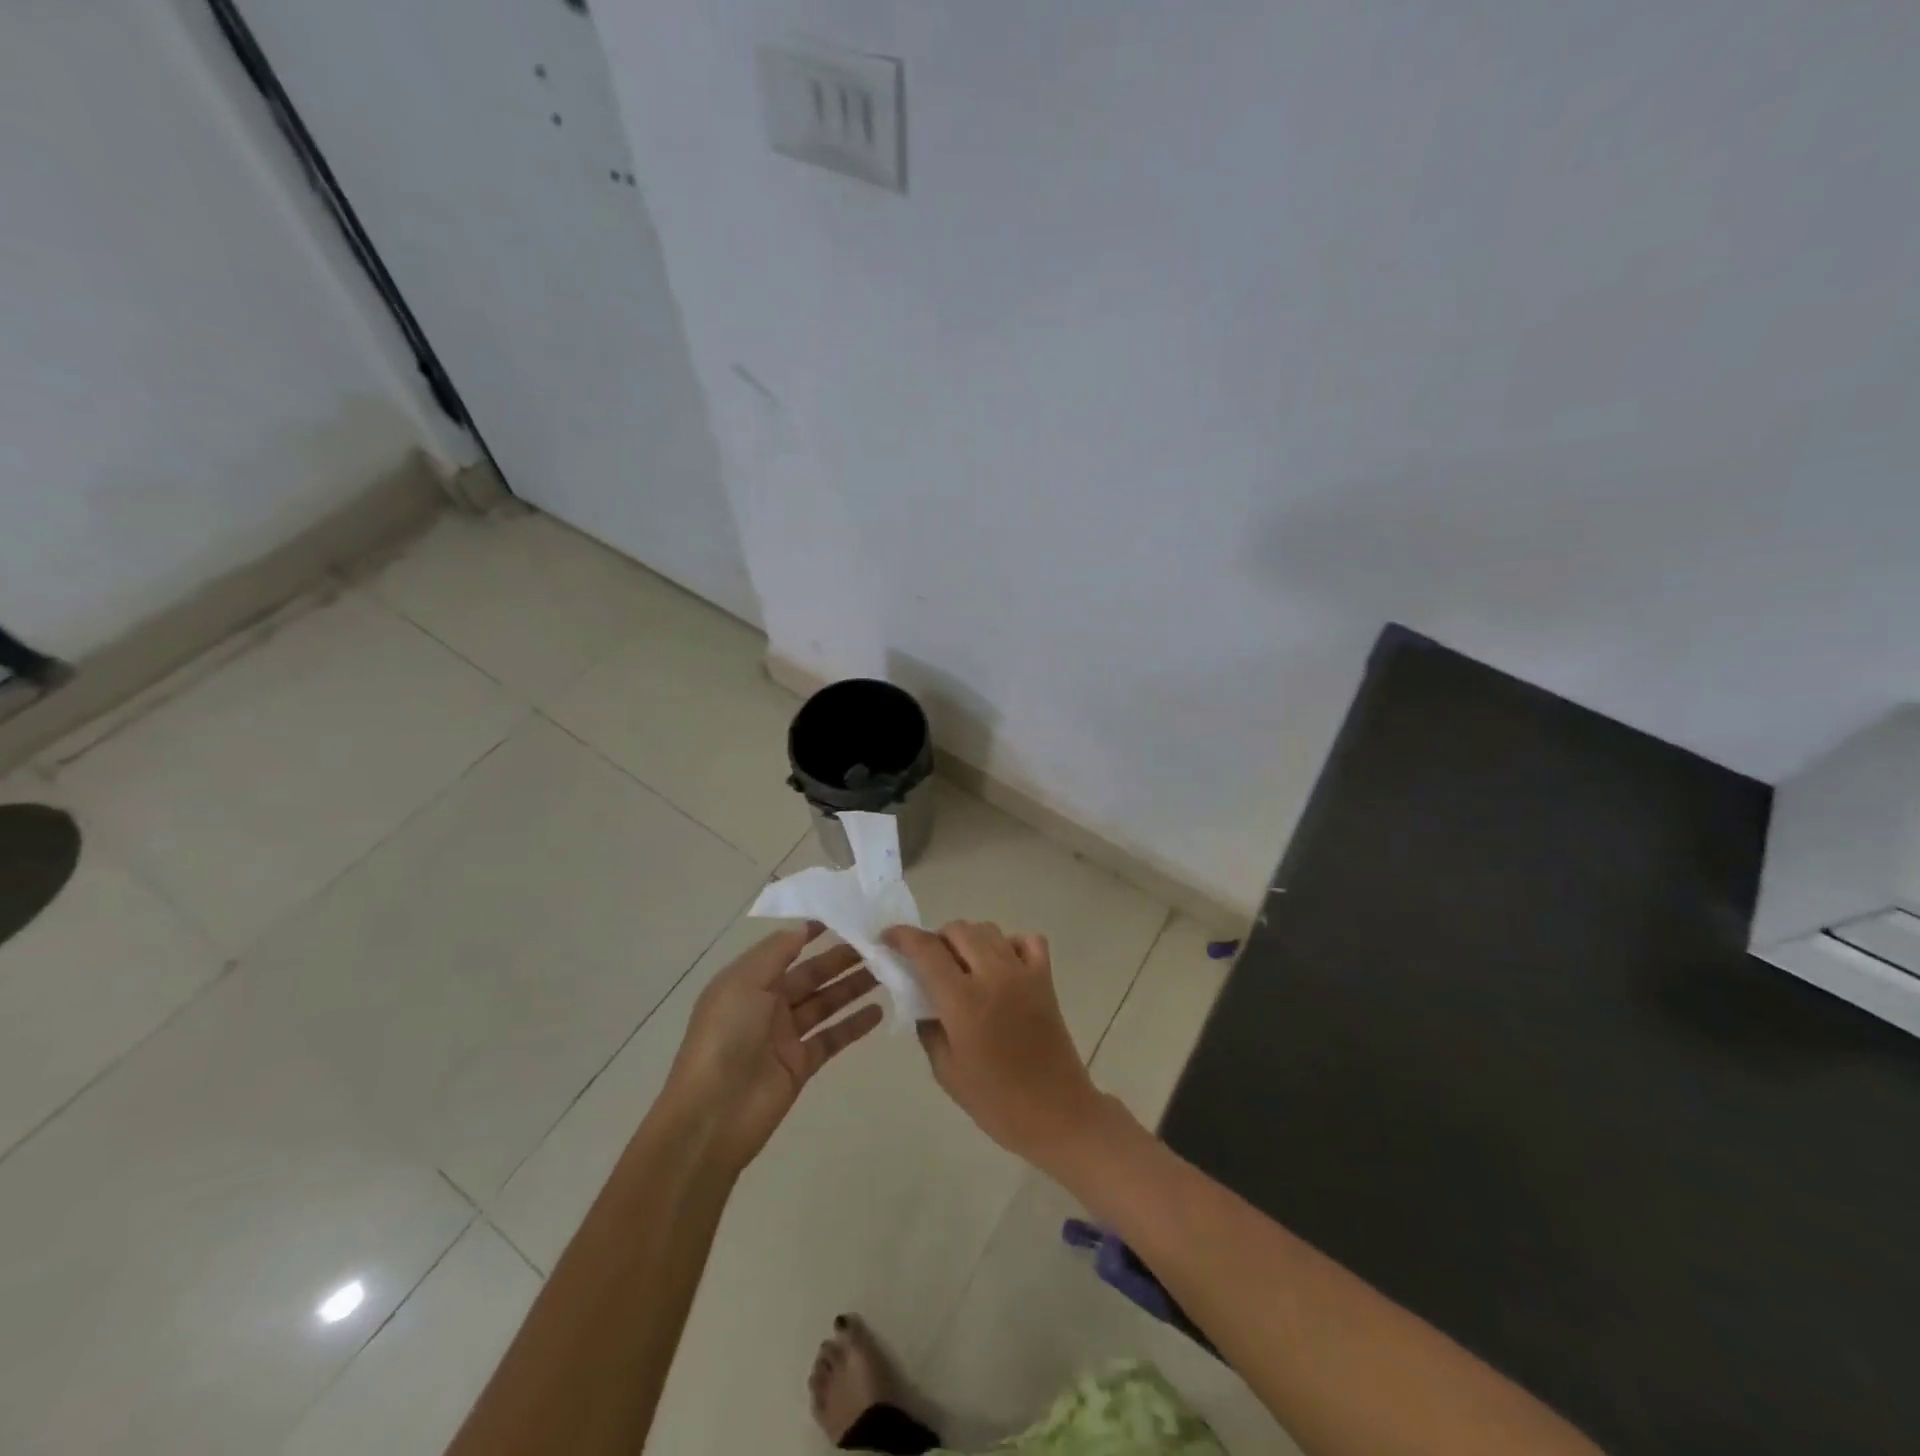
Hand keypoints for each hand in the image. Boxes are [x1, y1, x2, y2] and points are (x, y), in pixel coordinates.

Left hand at [665, 923, 882, 1168]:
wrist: (712, 1115)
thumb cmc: (724, 1037)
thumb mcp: (743, 983)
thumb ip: (776, 953)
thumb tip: (803, 928)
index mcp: (748, 982)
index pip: (785, 950)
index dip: (810, 934)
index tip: (844, 917)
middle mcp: (767, 1005)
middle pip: (811, 975)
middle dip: (841, 959)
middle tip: (878, 944)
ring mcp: (785, 1037)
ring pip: (826, 1004)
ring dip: (853, 987)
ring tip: (886, 970)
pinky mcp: (801, 1065)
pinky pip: (833, 1038)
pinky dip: (854, 1025)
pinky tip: (879, 1011)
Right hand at [883, 921, 1111, 1171]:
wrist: (1057, 1113)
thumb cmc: (996, 1101)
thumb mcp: (946, 1070)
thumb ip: (928, 1026)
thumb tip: (921, 998)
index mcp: (963, 1001)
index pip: (926, 950)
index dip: (903, 937)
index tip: (888, 938)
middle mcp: (993, 975)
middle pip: (958, 930)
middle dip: (936, 939)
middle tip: (928, 963)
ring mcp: (1023, 972)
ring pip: (988, 930)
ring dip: (968, 940)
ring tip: (962, 966)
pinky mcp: (1046, 978)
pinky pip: (1027, 941)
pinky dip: (1009, 944)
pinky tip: (1002, 966)